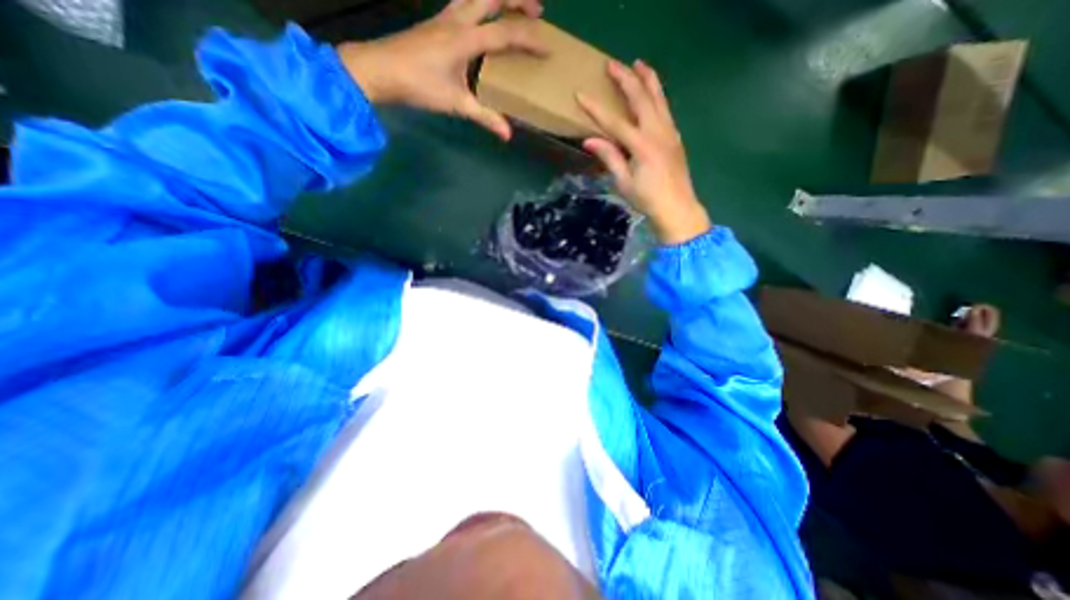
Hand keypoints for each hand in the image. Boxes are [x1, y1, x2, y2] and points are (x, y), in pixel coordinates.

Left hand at [337, 0, 545, 139]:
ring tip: (513, 5)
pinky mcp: (436, 21)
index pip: (505, 34)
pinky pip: (463, 2)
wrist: (379, 69)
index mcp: (465, 39)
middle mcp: (457, 20)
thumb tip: (507, 135)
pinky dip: (479, 3)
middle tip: (537, 9)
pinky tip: (482, 14)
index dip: (528, 40)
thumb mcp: (455, 104)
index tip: (547, 48)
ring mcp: (444, 17)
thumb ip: (484, 116)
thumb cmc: (418, 86)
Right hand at [577, 57, 708, 239]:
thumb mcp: (624, 182)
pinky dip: (657, 95)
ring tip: (638, 64)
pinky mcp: (675, 136)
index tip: (581, 95)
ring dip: (647, 79)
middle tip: (612, 64)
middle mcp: (658, 132)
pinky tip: (652, 93)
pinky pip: (665, 108)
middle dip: (626, 79)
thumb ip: (609, 158)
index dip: (596, 109)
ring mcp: (670, 132)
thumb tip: (589, 140)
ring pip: (658, 98)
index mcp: (642, 146)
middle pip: (641, 98)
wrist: (677, 208)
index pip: (615, 122)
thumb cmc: (647, 199)